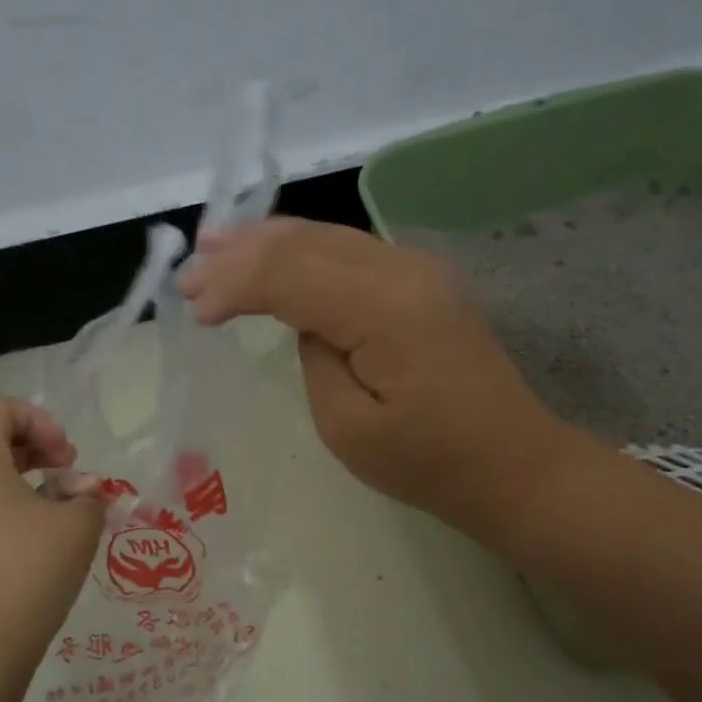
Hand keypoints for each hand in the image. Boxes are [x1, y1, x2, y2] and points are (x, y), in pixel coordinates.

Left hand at [0, 396, 104, 654]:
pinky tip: (30, 519)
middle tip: (44, 458)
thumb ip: (88, 495)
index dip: (37, 420)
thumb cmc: (31, 570)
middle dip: (10, 433)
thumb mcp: (78, 525)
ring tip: (45, 488)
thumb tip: (84, 490)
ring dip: (2, 463)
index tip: (66, 456)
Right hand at [180, 218, 594, 546]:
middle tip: (189, 273)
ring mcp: (419, 269)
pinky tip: (275, 254)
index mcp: (384, 307)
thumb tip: (305, 320)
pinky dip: (304, 253)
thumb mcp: (348, 427)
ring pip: (327, 237)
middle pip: (305, 242)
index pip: (288, 274)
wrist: (512, 464)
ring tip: (215, 245)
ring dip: (268, 242)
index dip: (234, 285)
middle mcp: (403, 268)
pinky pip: (350, 253)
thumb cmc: (429, 463)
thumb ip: (314, 357)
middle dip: (241, 254)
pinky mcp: (423, 282)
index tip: (192, 310)